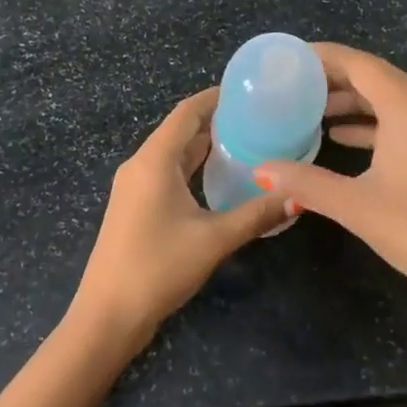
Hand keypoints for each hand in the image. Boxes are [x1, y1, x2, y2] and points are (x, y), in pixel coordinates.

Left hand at [70, 87, 290, 351]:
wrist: (108, 314)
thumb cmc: (159, 267)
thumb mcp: (214, 239)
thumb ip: (257, 214)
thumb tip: (297, 195)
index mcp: (154, 160)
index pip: (186, 113)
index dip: (214, 97)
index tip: (247, 91)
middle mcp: (140, 165)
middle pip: (179, 130)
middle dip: (215, 120)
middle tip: (256, 117)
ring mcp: (133, 186)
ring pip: (172, 153)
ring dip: (203, 144)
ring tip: (245, 140)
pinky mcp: (134, 206)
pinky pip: (165, 172)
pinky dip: (191, 166)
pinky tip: (217, 176)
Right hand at [254, 43, 406, 316]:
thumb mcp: (358, 206)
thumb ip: (306, 183)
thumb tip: (261, 171)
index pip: (358, 63)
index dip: (320, 57)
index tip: (286, 60)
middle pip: (375, 78)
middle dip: (332, 80)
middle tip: (290, 87)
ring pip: (391, 101)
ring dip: (352, 104)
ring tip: (310, 113)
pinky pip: (405, 122)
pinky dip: (373, 125)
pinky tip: (346, 141)